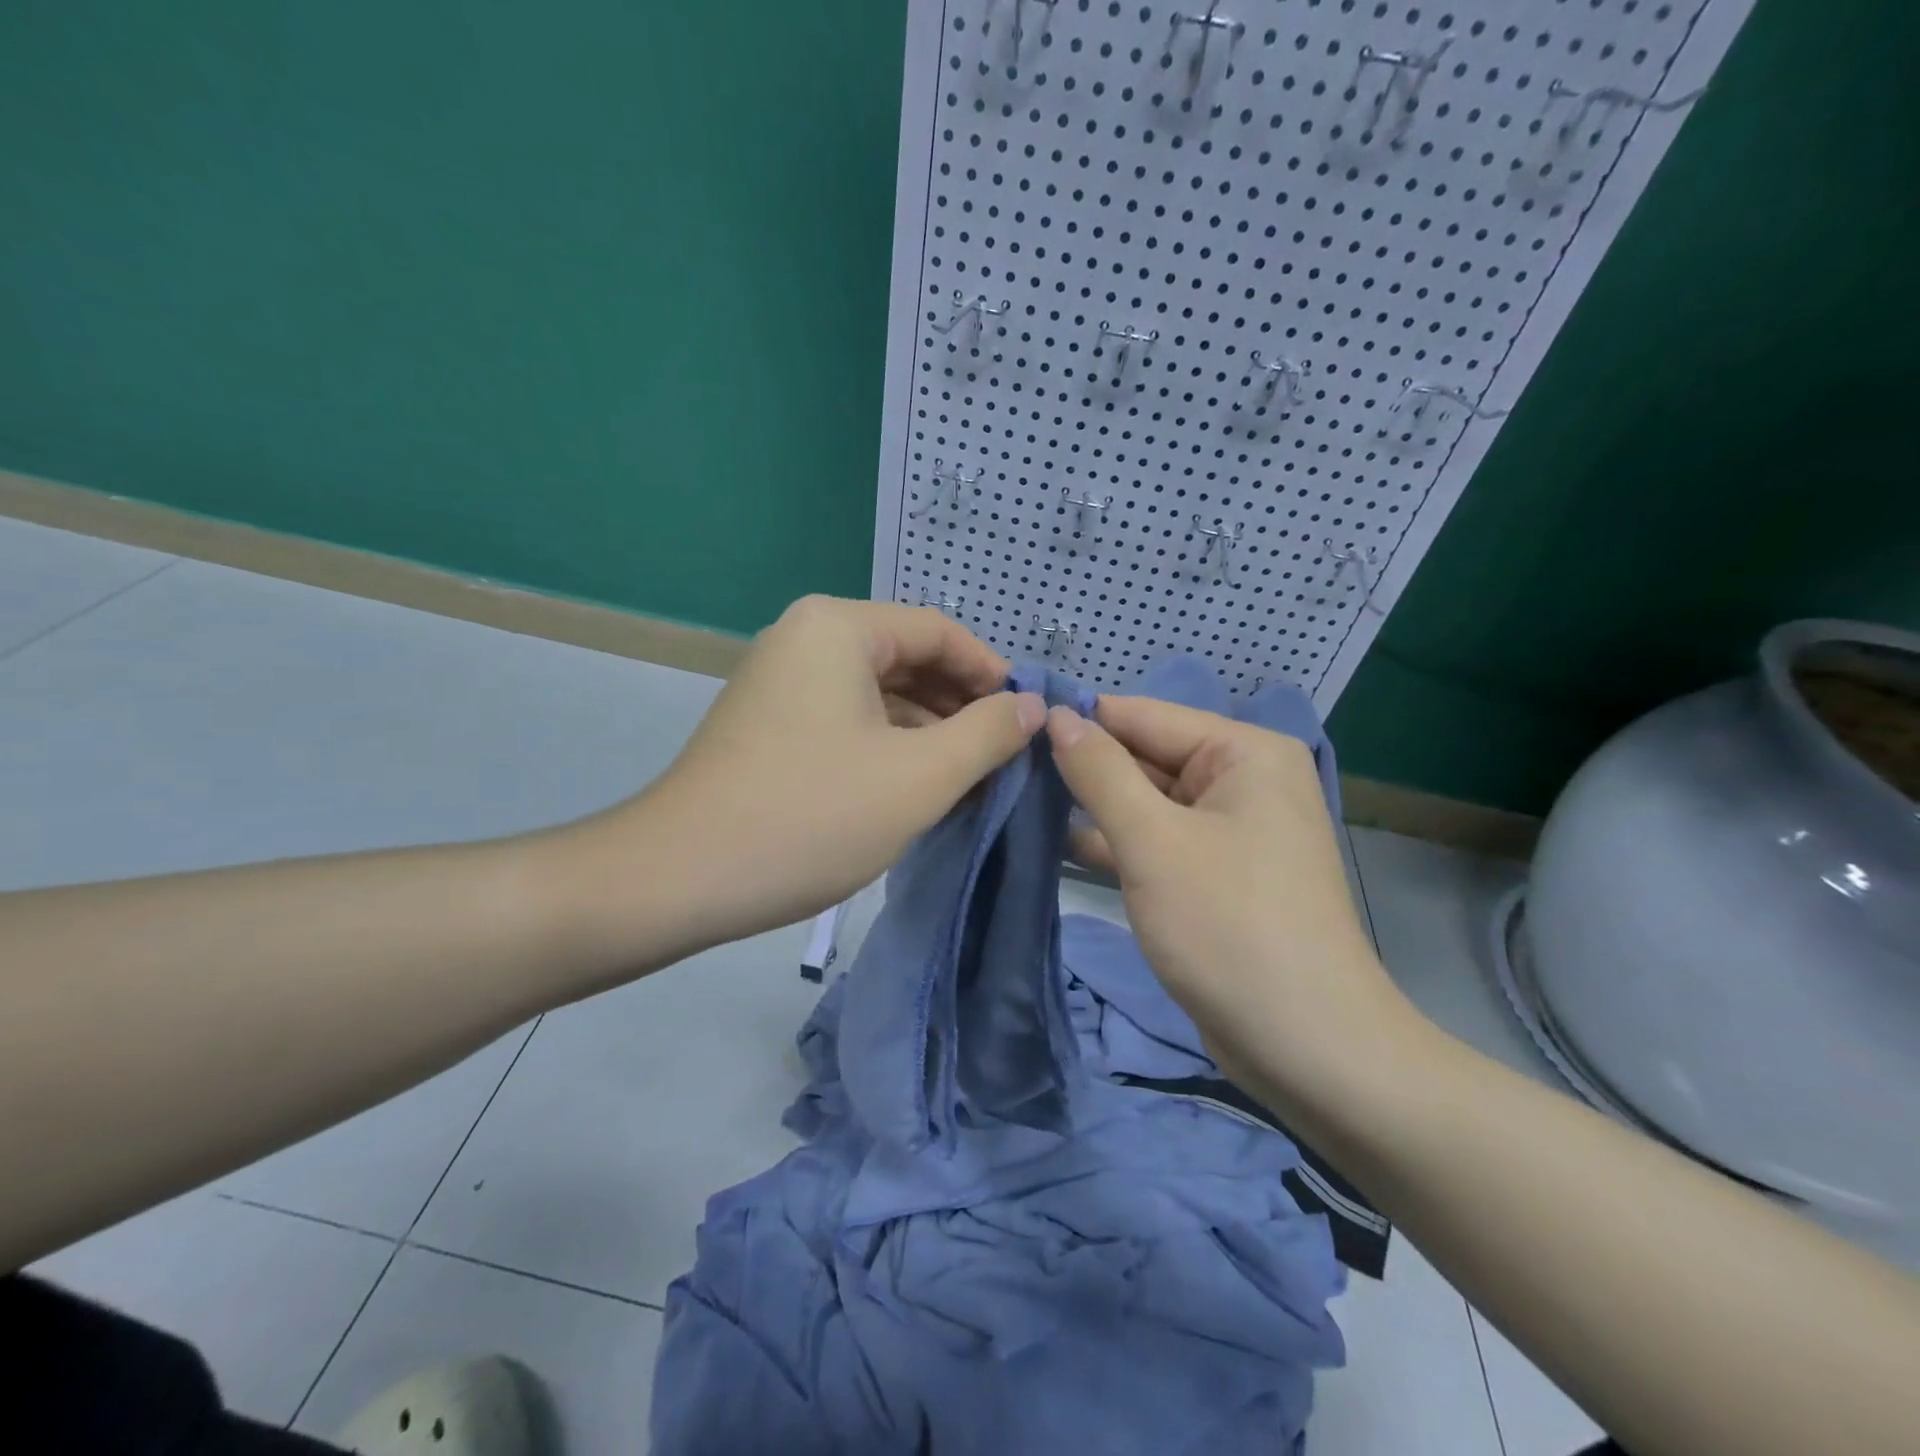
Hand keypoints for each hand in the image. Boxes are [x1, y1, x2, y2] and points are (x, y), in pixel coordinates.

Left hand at [562, 597, 1044, 969]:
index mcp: (839, 627)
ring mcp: (781, 681)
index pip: (940, 631)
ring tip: (969, 780)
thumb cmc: (811, 817)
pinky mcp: (769, 724)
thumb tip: (1031, 706)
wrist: (679, 878)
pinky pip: (848, 720)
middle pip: (908, 659)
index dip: (992, 674)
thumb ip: (987, 733)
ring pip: (879, 694)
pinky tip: (915, 789)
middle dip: (960, 707)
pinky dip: (888, 747)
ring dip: (928, 732)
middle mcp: (806, 638)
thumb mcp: (919, 776)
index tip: (1027, 721)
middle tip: (1004, 757)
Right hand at [1046, 697, 1408, 1091]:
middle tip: (1003, 768)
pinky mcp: (1211, 875)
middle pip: (1145, 757)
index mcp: (1243, 753)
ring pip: (1145, 802)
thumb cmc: (1229, 926)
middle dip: (1081, 767)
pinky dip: (1113, 843)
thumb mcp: (1153, 841)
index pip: (1144, 715)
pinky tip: (1054, 841)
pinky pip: (1155, 842)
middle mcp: (1241, 781)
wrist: (1306, 1047)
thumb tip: (1057, 715)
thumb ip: (1100, 772)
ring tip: (1015, 799)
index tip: (1010, 727)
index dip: (1078, 720)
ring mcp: (1227, 831)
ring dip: (1090, 806)